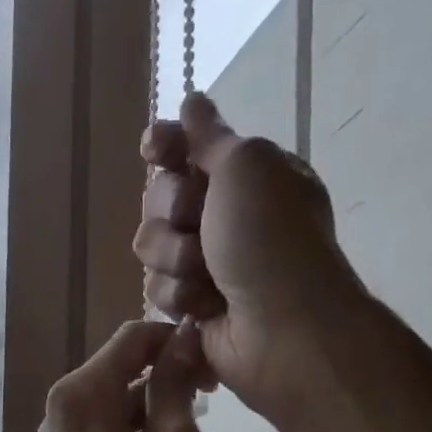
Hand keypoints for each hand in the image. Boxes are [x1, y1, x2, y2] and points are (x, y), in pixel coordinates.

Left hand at [29, 318, 212, 431]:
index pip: (135, 337)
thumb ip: (176, 387)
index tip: (216, 375)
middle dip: (170, 386)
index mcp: (80, 396)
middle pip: (125, 373)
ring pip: (121, 410)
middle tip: (211, 421)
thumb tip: (182, 338)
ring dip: (160, 422)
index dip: (180, 343)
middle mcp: (61, 412)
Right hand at [134, 93, 369, 419]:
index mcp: (245, 177)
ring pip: (151, 247)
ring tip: (206, 276)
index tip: (156, 150)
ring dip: (174, 258)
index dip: (165, 147)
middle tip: (198, 223)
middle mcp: (224, 217)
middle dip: (172, 212)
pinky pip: (157, 290)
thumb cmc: (270, 240)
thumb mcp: (247, 166)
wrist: (280, 328)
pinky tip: (204, 308)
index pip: (186, 149)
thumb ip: (210, 136)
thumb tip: (192, 102)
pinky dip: (178, 297)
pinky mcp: (192, 307)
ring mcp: (207, 264)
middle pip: (159, 198)